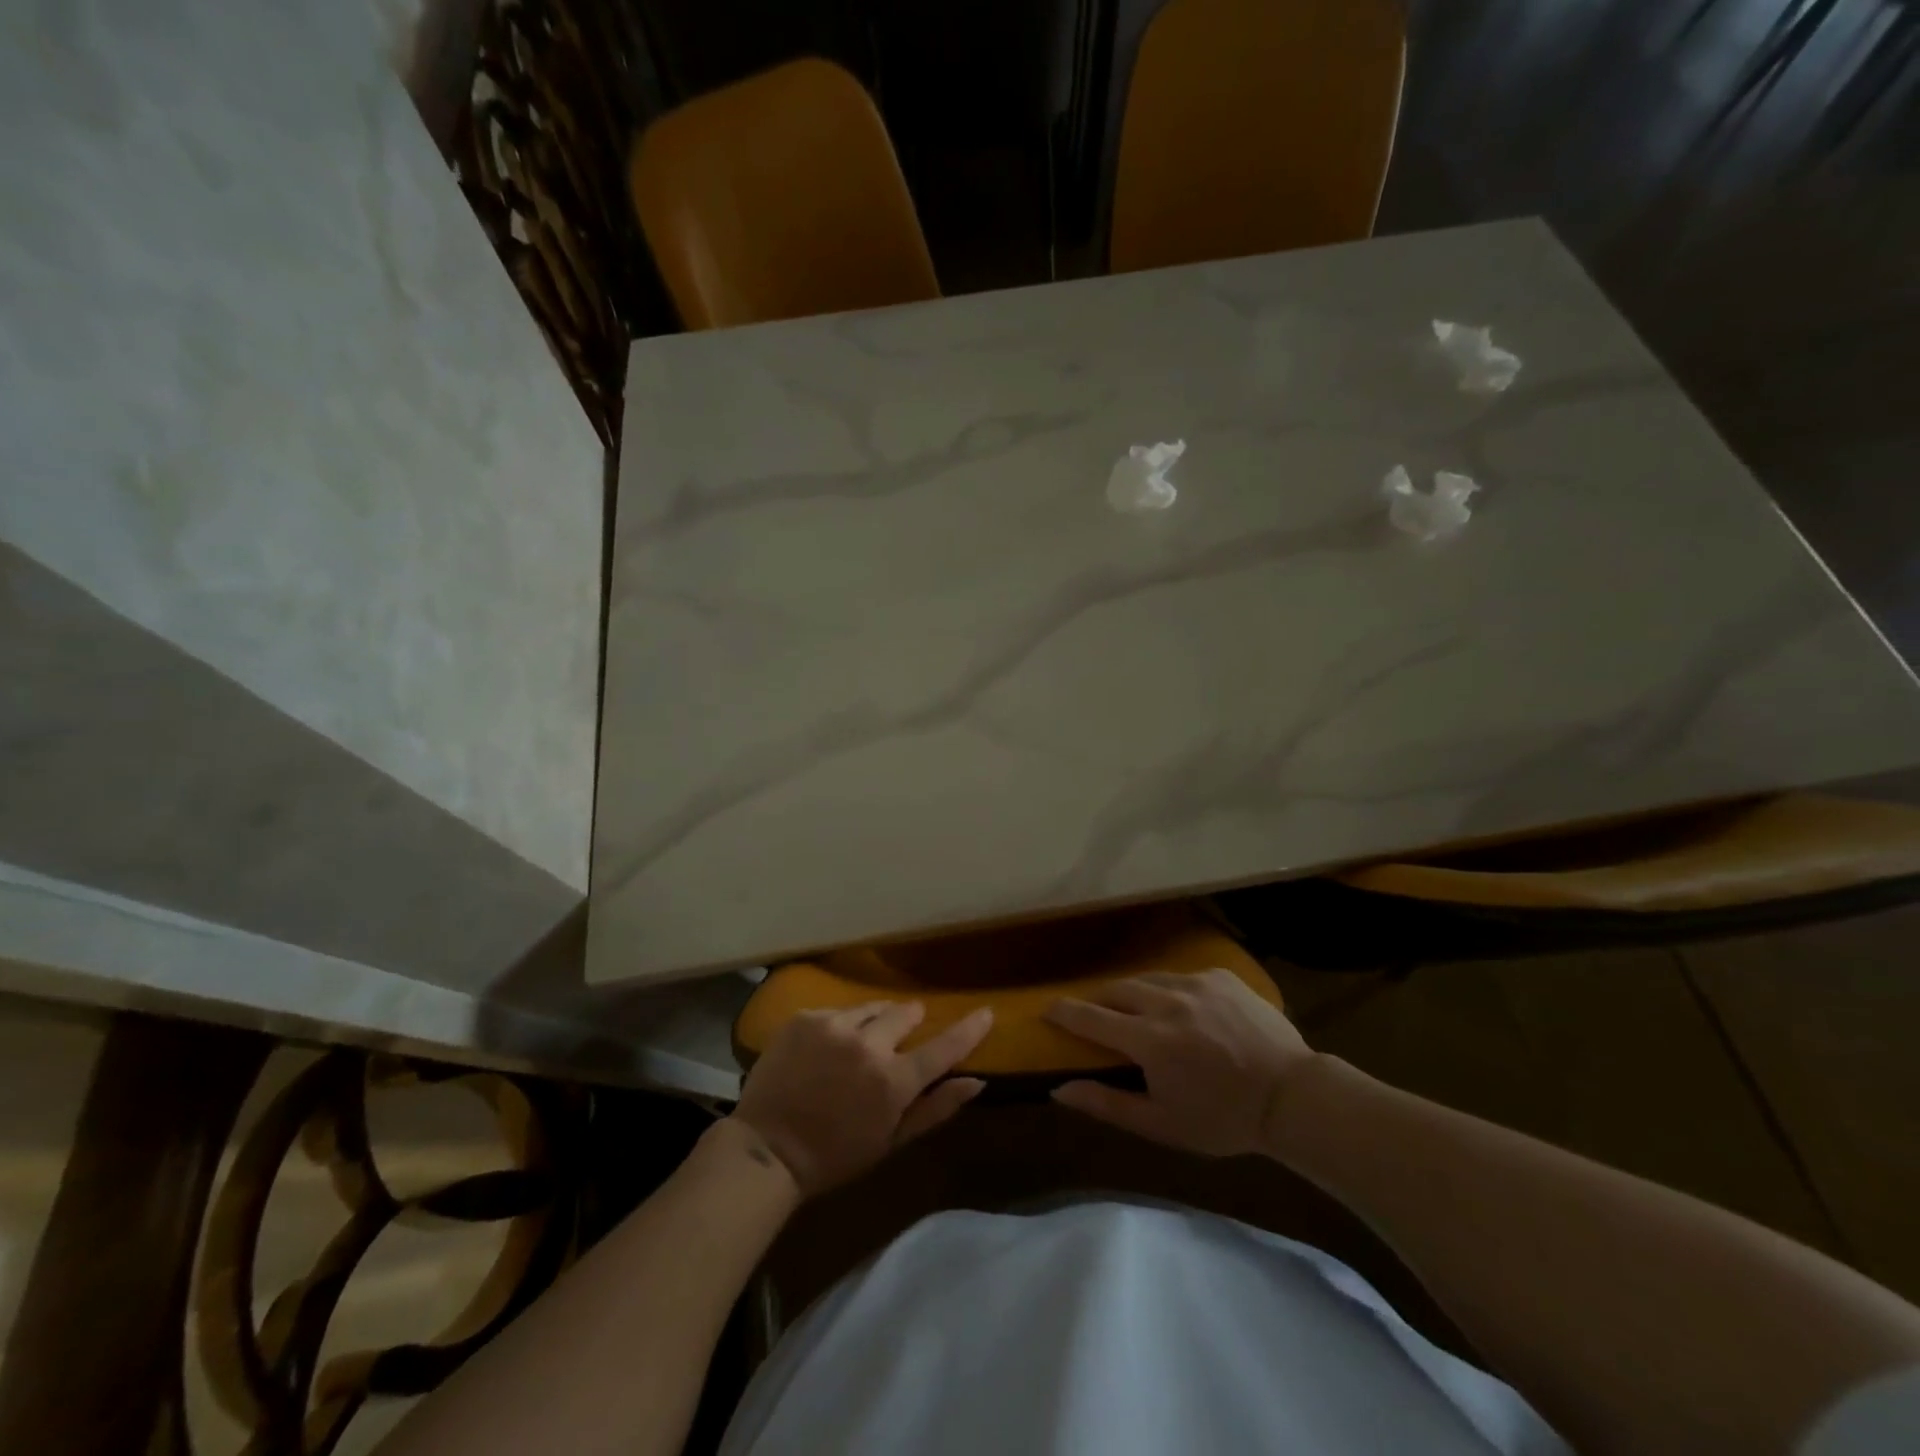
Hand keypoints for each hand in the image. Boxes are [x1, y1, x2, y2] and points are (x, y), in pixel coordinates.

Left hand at [729, 1003, 993, 1195]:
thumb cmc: (834, 1156)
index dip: (968, 1029)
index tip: (985, 1012)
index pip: (943, 1047)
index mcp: (893, 1081)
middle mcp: (868, 1044)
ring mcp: (834, 1026)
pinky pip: (837, 1012)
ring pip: (871, 1008)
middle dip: (908, 1022)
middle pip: (905, 1013)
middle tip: (898, 1040)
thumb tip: (977, 1082)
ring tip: (858, 1046)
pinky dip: (840, 1026)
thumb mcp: (891, 1141)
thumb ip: (936, 1108)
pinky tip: (826, 1049)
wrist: (766, 1149)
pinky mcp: (806, 1017)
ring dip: (874, 1022)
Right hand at [1045, 969, 1316, 1156]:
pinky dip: (1172, 991)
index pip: (1090, 1017)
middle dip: (1099, 1000)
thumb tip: (1059, 1089)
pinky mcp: (1221, 976)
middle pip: (1117, 990)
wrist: (1293, 1097)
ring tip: (1137, 1010)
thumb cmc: (1224, 1120)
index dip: (1064, 1012)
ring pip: (1149, 979)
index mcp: (1149, 1040)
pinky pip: (1183, 977)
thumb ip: (1107, 1104)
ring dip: (1135, 993)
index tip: (1046, 1009)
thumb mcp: (1162, 1124)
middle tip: (1095, 1014)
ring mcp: (1197, 983)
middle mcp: (1167, 1001)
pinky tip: (1184, 1010)